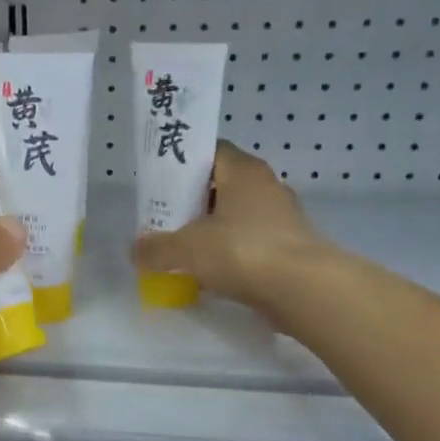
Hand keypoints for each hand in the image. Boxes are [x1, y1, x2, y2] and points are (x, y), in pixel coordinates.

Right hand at [132, 141, 333, 317]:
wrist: (304, 289)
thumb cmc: (242, 250)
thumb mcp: (186, 248)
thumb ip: (156, 248)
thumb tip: (135, 252)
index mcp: (243, 171)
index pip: (211, 151)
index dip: (184, 163)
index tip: (161, 183)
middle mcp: (266, 186)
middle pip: (222, 185)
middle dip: (193, 201)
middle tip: (165, 219)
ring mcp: (282, 218)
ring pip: (237, 216)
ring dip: (212, 230)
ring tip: (183, 249)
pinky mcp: (289, 247)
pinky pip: (250, 243)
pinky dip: (230, 254)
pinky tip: (209, 273)